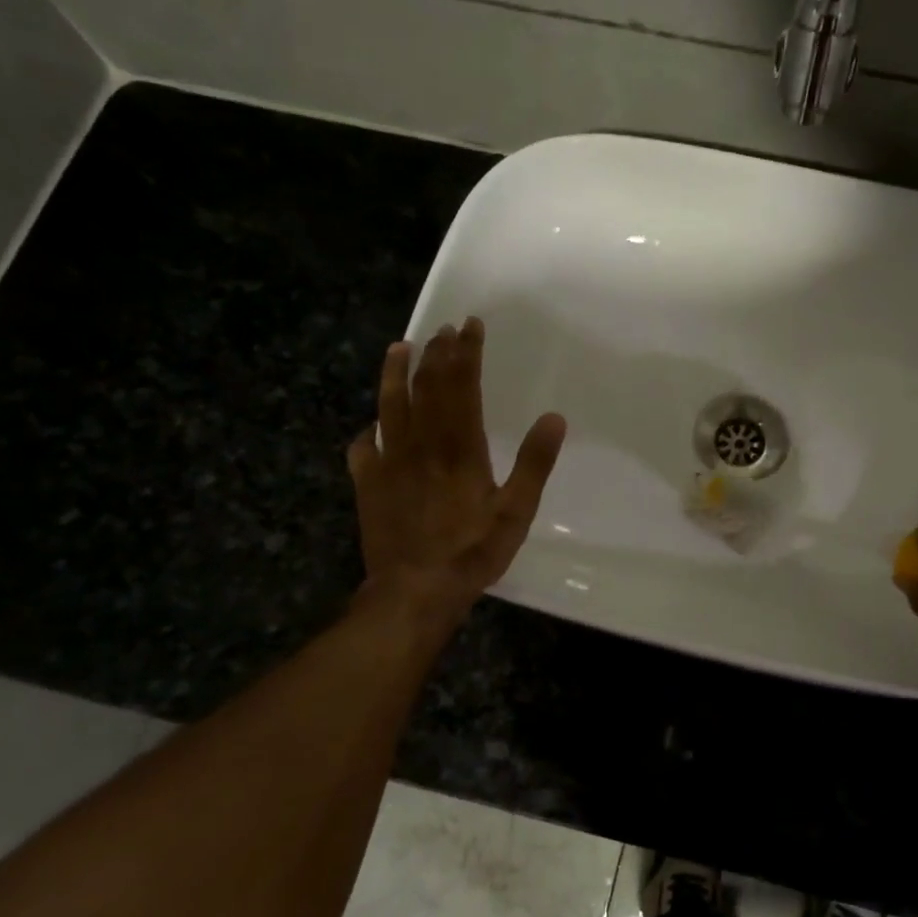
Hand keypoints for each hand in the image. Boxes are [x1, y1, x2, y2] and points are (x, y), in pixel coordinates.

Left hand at [346, 317, 565, 630]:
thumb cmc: (472, 551)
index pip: (461, 386)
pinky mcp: (368, 485)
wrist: (414, 591)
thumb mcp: (517, 511)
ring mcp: (389, 463)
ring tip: (399, 348)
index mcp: (459, 448)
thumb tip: (554, 418)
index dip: (466, 354)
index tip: (469, 325)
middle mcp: (421, 445)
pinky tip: (370, 427)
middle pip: (426, 388)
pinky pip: (363, 449)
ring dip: (395, 374)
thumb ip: (534, 463)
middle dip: (436, 354)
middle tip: (443, 329)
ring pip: (389, 407)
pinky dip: (368, 432)